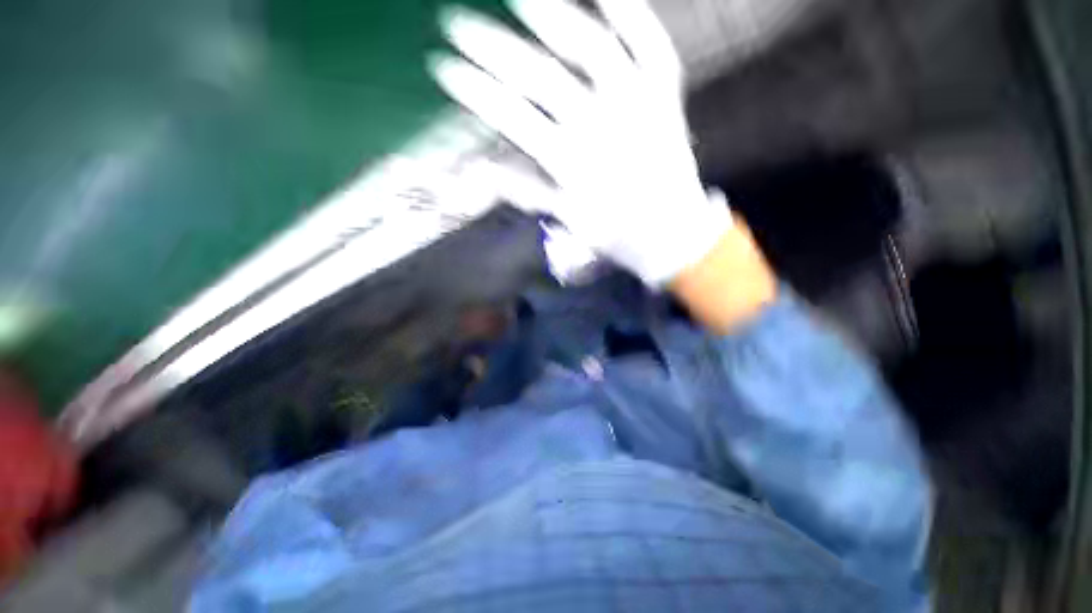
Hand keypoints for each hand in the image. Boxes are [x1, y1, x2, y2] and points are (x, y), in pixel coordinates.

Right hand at [430, 0, 731, 285]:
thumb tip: (484, 170)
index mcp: (572, 164)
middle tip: (458, 24)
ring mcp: (637, 105)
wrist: (673, 233)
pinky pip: (650, 43)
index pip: (512, 117)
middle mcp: (601, 127)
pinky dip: (629, 11)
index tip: (445, 69)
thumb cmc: (618, 233)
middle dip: (492, 48)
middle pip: (539, 77)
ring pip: (590, 48)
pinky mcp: (666, 95)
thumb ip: (528, 191)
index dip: (475, 91)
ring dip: (550, 17)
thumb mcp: (569, 221)